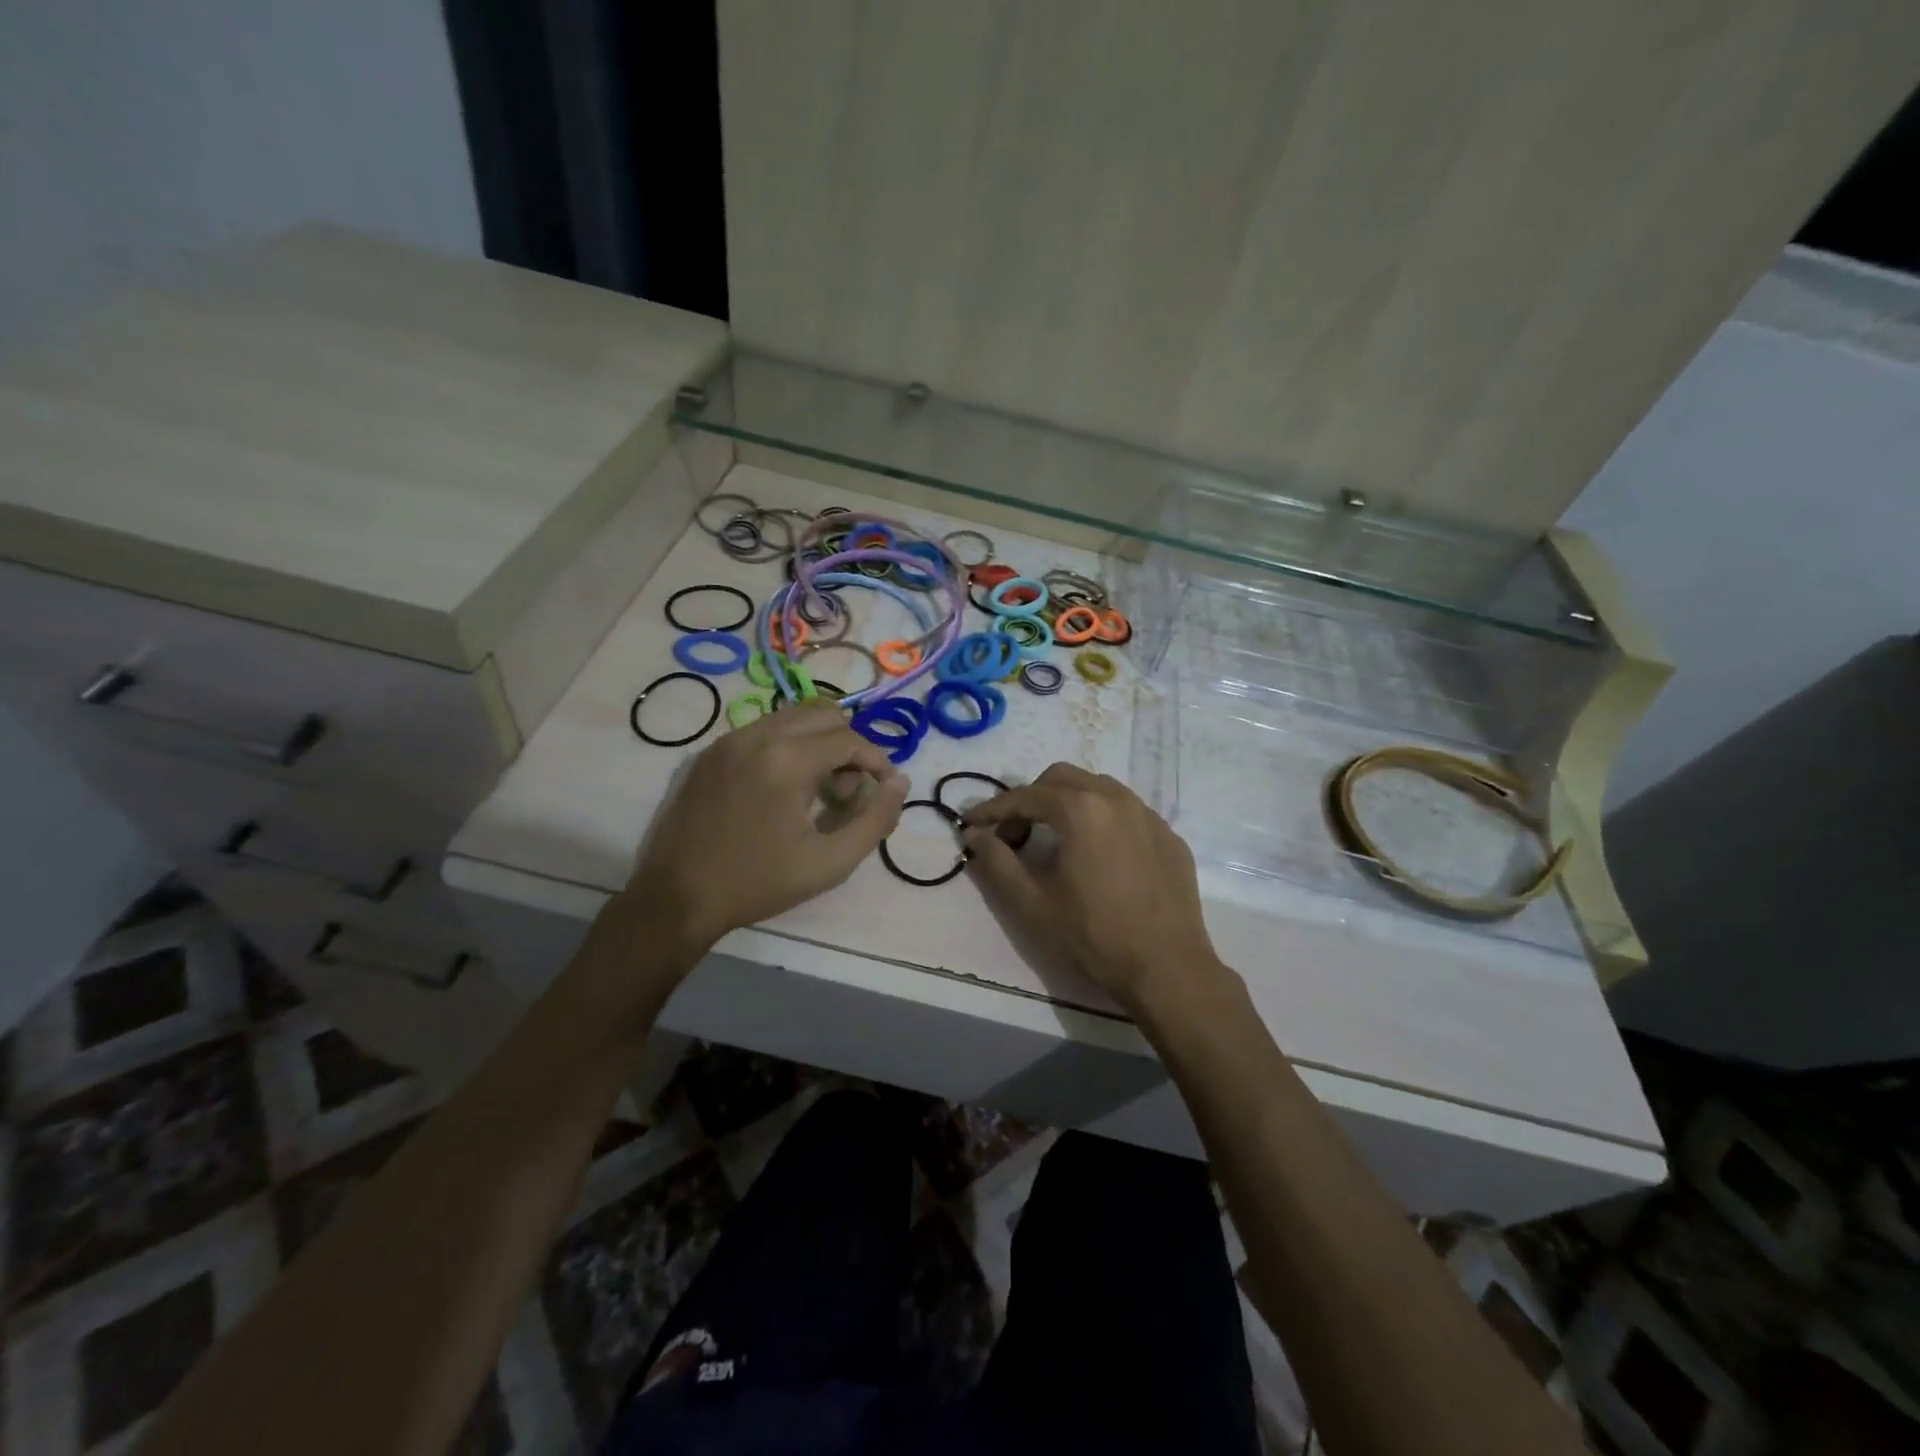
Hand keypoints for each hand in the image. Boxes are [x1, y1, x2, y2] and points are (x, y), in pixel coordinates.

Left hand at [628, 703, 908, 948]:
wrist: (676, 898)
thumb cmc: (758, 883)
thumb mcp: (830, 862)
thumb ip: (875, 819)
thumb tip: (899, 782)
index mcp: (786, 759)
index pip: (849, 738)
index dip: (876, 760)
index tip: (882, 789)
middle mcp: (756, 735)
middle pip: (823, 714)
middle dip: (847, 746)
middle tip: (846, 791)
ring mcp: (727, 740)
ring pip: (791, 717)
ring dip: (817, 742)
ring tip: (816, 790)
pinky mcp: (708, 753)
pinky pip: (761, 730)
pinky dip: (785, 746)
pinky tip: (780, 789)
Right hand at [961, 764, 1228, 1013]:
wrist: (1167, 970)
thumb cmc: (1092, 935)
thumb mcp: (1031, 902)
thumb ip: (996, 861)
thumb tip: (974, 835)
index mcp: (1081, 808)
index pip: (1025, 796)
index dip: (992, 809)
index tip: (970, 824)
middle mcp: (1117, 798)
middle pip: (1062, 778)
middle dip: (1031, 798)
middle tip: (1015, 835)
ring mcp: (1149, 816)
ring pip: (1099, 788)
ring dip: (1068, 803)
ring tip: (1055, 840)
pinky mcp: (1170, 837)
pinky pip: (1127, 813)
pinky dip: (1102, 820)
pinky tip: (1098, 856)